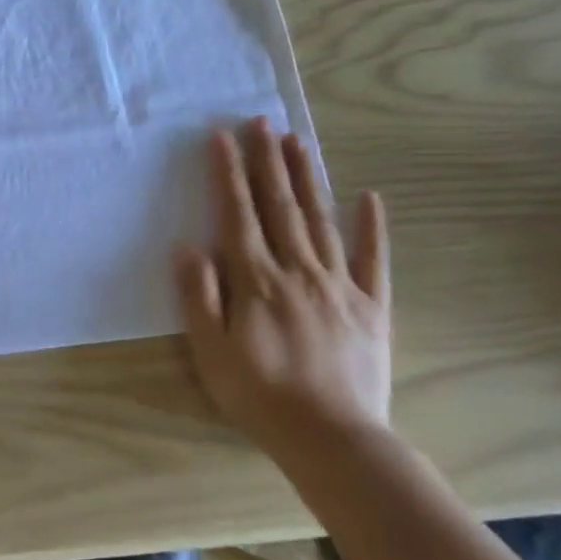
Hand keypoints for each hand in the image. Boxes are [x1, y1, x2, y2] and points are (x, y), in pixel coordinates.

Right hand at [174, 120, 391, 460]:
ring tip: (299, 142)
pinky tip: (369, 198)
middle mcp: (298, 270)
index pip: (238, 214)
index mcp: (256, 280)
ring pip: (321, 220)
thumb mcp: (211, 352)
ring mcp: (339, 285)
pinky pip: (372, 259)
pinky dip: (371, 227)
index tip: (222, 137)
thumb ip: (198, 297)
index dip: (228, 173)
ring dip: (308, 178)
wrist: (332, 438)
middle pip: (280, 206)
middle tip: (263, 121)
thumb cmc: (259, 395)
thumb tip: (188, 247)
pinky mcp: (371, 306)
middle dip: (268, 161)